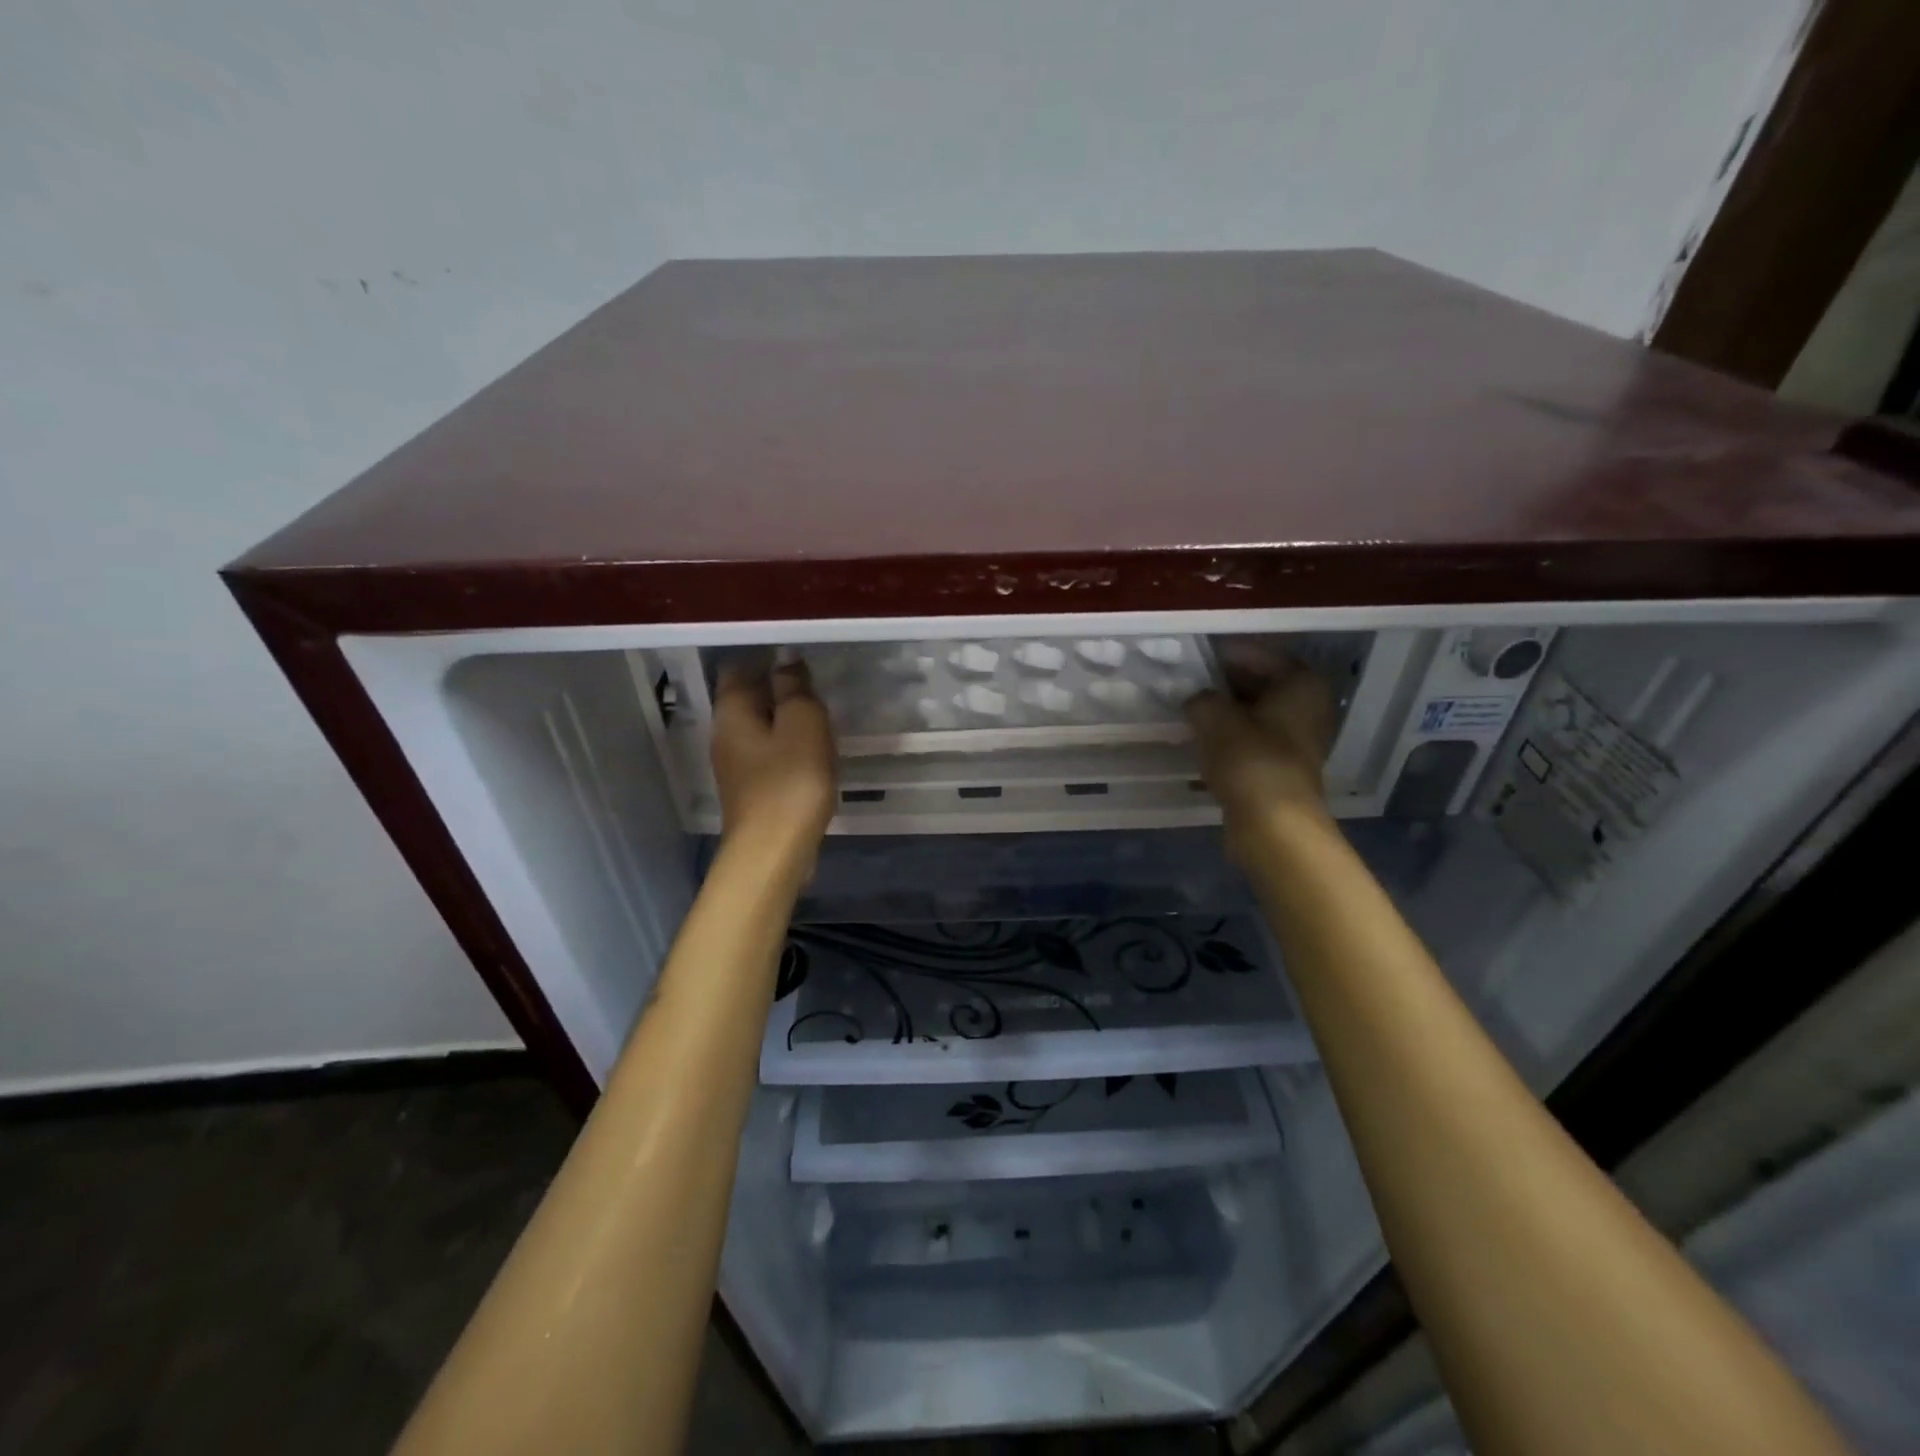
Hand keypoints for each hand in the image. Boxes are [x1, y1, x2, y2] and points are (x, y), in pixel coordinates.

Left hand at [710, 661, 836, 861]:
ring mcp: (735, 764)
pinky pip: (768, 751)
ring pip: (758, 725)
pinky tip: (811, 748)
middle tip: (815, 681)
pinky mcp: (751, 787)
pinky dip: (787, 742)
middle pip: (746, 696)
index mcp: (731, 711)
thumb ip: (794, 687)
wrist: (773, 852)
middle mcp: (724, 733)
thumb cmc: (790, 781)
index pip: (738, 667)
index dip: (766, 656)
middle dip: (777, 686)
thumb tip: (785, 657)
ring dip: (784, 716)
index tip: (799, 654)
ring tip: (819, 712)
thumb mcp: (802, 724)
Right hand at [1186, 653, 1336, 856]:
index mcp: (1302, 684)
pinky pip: (1251, 741)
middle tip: (1188, 682)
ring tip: (1188, 710)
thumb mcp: (1214, 717)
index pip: (1261, 654)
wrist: (1272, 826)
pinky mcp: (1282, 768)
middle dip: (1223, 683)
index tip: (1196, 655)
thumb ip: (1200, 698)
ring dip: (1224, 712)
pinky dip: (1228, 738)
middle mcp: (1308, 707)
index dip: (1227, 652)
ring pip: (1254, 714)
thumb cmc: (1250, 760)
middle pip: (1260, 684)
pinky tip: (1200, 741)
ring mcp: (1298, 740)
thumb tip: (1195, 700)